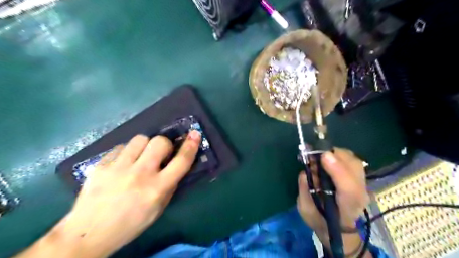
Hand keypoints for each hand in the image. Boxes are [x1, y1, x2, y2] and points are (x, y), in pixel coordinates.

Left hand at [25, 132, 200, 257]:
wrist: (88, 233)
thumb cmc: (130, 224)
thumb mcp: (158, 209)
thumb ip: (169, 185)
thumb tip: (175, 164)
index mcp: (157, 189)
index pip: (181, 162)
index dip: (191, 146)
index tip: (195, 134)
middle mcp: (140, 175)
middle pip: (160, 142)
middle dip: (164, 144)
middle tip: (160, 154)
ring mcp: (118, 168)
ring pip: (140, 139)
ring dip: (145, 145)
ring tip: (139, 157)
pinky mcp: (101, 165)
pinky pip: (121, 147)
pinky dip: (126, 152)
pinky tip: (122, 164)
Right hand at [298, 148, 372, 256]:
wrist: (338, 227)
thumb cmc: (320, 219)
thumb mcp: (306, 210)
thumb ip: (305, 192)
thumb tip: (305, 173)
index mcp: (346, 208)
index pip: (348, 189)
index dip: (338, 171)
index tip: (324, 157)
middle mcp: (359, 195)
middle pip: (355, 169)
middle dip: (335, 156)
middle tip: (316, 154)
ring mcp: (363, 186)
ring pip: (355, 162)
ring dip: (337, 154)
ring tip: (320, 155)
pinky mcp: (360, 179)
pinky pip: (352, 161)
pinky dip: (339, 155)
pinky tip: (328, 158)